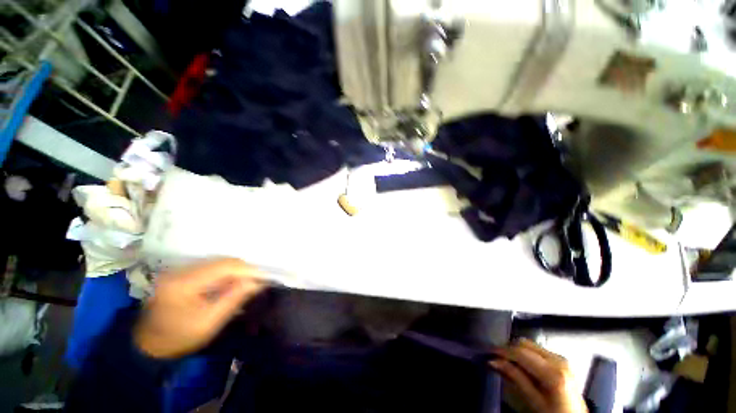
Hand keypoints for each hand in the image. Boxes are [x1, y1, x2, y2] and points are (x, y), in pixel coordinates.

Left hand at [134, 258, 265, 358]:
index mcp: (184, 284)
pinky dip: (226, 272)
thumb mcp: (209, 323)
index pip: (224, 267)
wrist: (148, 345)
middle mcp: (181, 270)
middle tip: (259, 279)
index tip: (265, 277)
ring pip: (218, 261)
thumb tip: (257, 282)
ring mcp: (179, 269)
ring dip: (236, 269)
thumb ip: (234, 299)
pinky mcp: (181, 272)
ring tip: (249, 281)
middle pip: (222, 260)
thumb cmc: (178, 338)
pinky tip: (232, 281)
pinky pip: (210, 266)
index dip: (248, 270)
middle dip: (244, 269)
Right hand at [489, 338, 587, 412]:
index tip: (489, 353)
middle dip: (509, 349)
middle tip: (497, 358)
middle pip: (525, 343)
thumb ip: (515, 378)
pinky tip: (522, 364)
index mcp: (553, 373)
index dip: (503, 351)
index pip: (521, 352)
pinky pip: (538, 350)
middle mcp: (559, 360)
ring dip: (517, 351)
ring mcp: (562, 359)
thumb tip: (494, 361)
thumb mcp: (533, 401)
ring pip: (531, 344)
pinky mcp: (562, 360)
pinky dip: (527, 354)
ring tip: (508, 362)